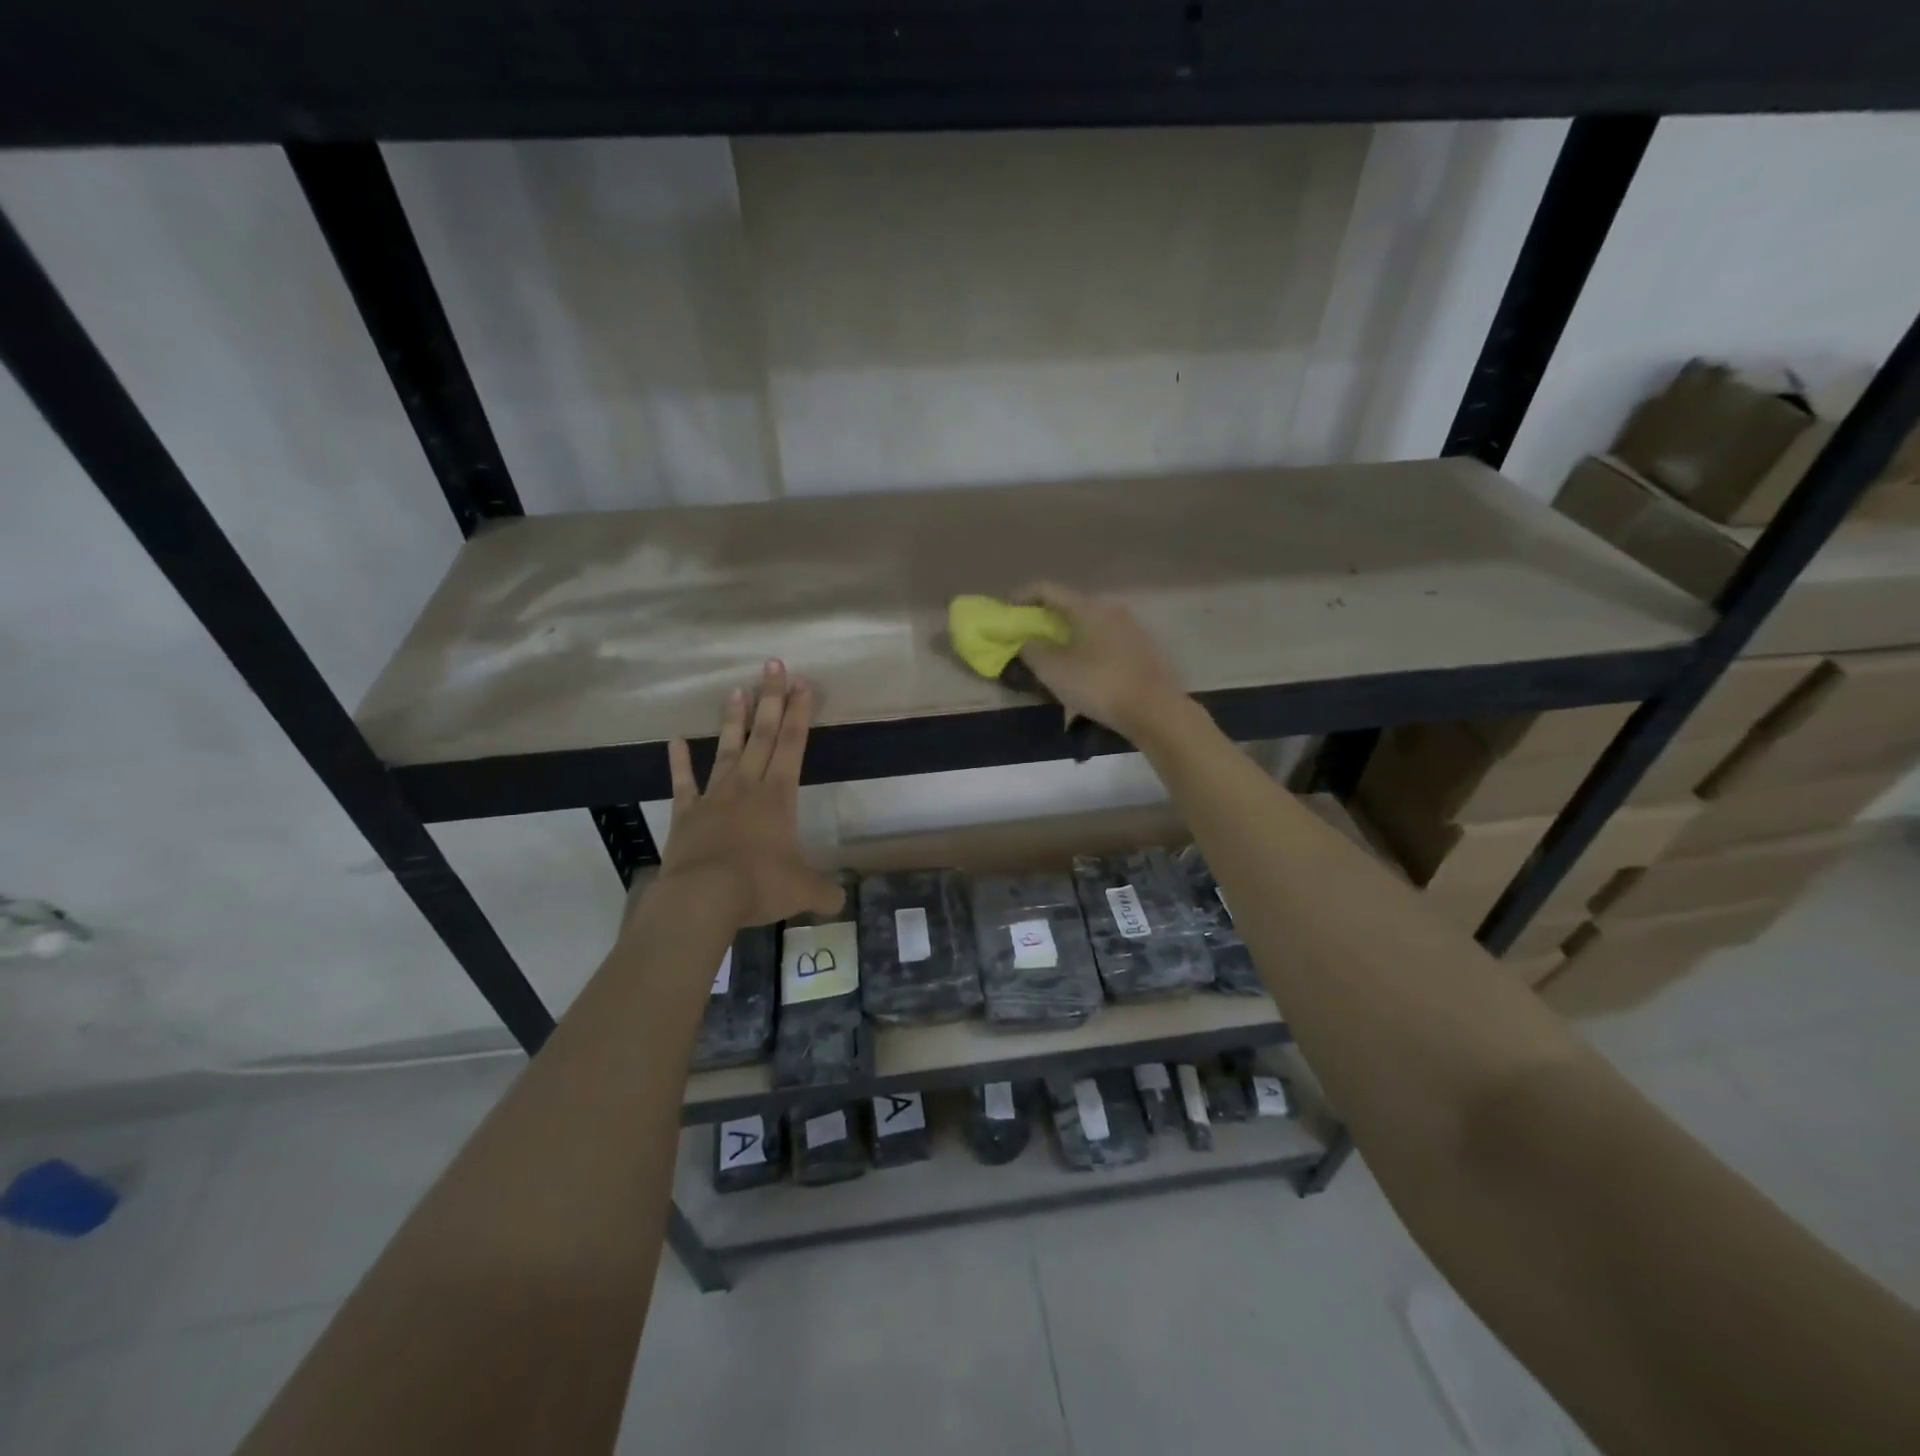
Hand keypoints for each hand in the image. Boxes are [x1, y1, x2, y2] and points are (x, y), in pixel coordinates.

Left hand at [656, 661, 846, 928]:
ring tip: (737, 690)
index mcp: (778, 796)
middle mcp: (747, 786)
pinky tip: (675, 741)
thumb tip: (840, 901)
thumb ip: (824, 892)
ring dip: (733, 720)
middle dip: (771, 699)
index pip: (794, 745)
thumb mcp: (802, 891)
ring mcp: (714, 797)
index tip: (803, 683)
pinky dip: (679, 762)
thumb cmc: (759, 885)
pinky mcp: (686, 814)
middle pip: (763, 735)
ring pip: (727, 750)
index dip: (800, 713)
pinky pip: (683, 783)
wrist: (703, 897)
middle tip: (772, 665)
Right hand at [1012, 582, 1187, 740]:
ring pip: (1089, 625)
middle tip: (1027, 636)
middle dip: (1045, 619)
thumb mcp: (1054, 670)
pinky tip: (1081, 670)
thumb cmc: (1098, 684)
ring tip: (1053, 656)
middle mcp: (1111, 610)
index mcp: (1087, 608)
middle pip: (1070, 607)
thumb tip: (1028, 641)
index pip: (1048, 589)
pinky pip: (1104, 641)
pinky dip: (1086, 648)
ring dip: (1067, 636)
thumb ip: (1032, 650)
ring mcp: (1131, 629)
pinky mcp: (1142, 650)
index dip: (1022, 596)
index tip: (1006, 610)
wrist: (1154, 710)